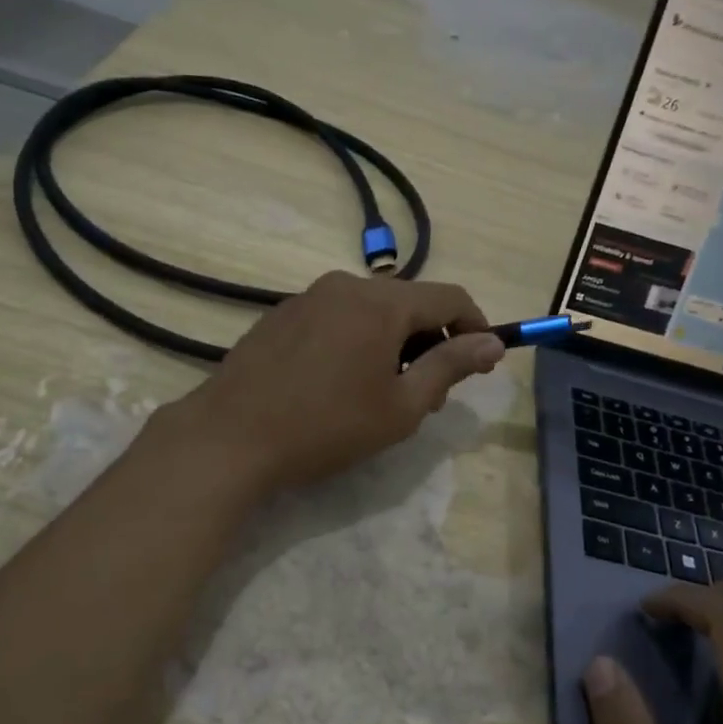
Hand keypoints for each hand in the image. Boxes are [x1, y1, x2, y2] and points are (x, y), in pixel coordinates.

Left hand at [171, 270, 503, 494]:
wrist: (230, 438)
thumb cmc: (327, 427)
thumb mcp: (401, 406)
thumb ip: (450, 367)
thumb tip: (492, 342)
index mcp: (381, 303)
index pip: (450, 297)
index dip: (476, 326)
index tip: (482, 363)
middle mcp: (345, 285)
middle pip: (409, 302)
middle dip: (431, 341)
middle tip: (429, 394)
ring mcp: (307, 297)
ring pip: (371, 310)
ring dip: (393, 343)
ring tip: (383, 393)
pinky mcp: (280, 315)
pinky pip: (336, 317)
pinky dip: (357, 341)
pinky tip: (339, 383)